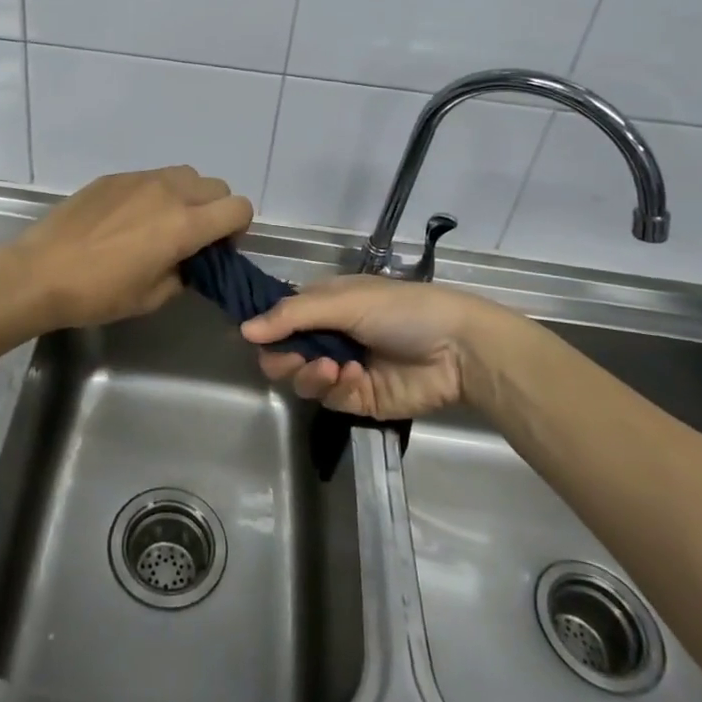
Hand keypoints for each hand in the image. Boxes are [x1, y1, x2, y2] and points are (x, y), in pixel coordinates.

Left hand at [5, 166, 253, 331]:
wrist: (40, 272)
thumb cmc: (98, 293)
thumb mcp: (151, 297)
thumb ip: (183, 274)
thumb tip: (189, 262)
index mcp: (185, 224)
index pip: (239, 208)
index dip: (237, 229)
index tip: (217, 250)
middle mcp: (169, 192)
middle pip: (216, 186)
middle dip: (215, 211)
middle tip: (193, 238)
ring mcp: (139, 179)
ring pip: (185, 175)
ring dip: (188, 196)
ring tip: (162, 224)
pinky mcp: (114, 177)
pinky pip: (151, 177)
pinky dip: (156, 193)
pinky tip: (128, 219)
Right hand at [241, 275, 493, 419]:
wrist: (457, 349)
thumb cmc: (400, 310)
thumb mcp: (344, 302)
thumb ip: (292, 316)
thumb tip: (243, 330)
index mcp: (324, 305)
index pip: (280, 318)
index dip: (266, 329)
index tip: (258, 339)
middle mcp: (329, 336)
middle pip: (284, 354)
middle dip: (285, 358)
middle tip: (296, 359)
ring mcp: (343, 369)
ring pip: (303, 380)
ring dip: (313, 374)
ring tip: (336, 368)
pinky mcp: (359, 399)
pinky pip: (331, 400)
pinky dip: (340, 389)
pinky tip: (357, 378)